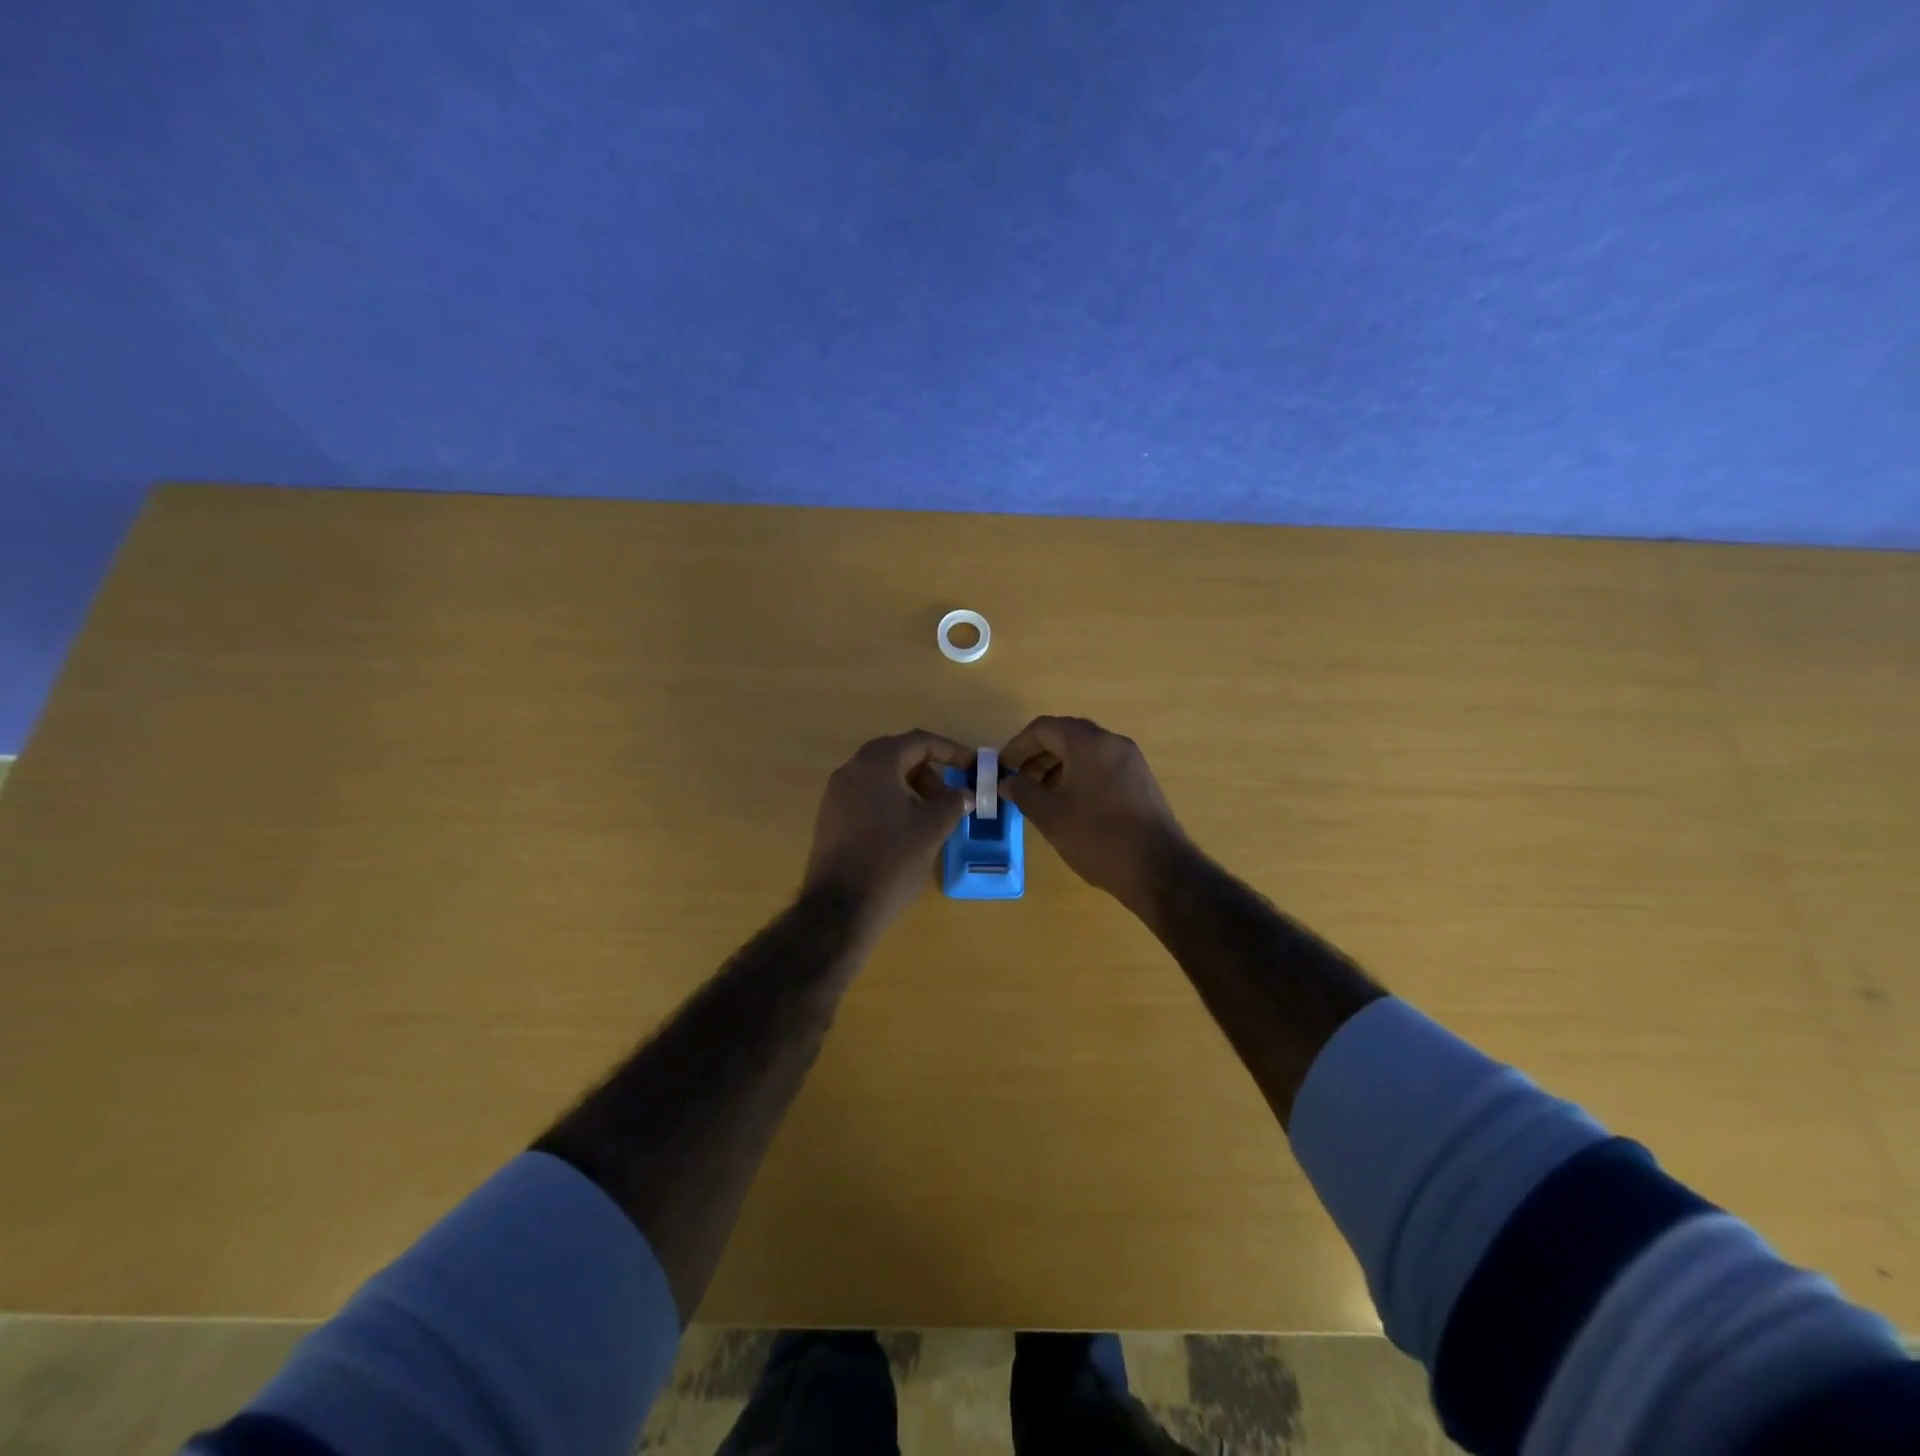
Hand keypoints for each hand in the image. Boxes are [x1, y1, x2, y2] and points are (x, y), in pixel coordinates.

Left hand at [803, 730, 973, 930]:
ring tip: (931, 818)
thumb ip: (954, 802)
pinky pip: (867, 797)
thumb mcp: (932, 828)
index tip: (973, 766)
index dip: (951, 750)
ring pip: (881, 778)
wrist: (840, 907)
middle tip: (951, 797)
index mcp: (875, 763)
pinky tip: (905, 831)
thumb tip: (965, 793)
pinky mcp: (830, 818)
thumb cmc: (891, 859)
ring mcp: (835, 794)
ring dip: (911, 789)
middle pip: (898, 756)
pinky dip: (891, 803)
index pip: (919, 742)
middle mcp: (851, 770)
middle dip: (929, 772)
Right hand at [1001, 715, 1187, 913]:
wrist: (1158, 869)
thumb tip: (1007, 782)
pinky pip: (1102, 765)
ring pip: (1085, 752)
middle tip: (1018, 781)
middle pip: (1066, 736)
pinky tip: (1069, 803)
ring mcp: (1131, 761)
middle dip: (1037, 755)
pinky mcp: (1140, 780)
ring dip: (1058, 766)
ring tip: (1040, 796)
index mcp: (1089, 743)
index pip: (1044, 728)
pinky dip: (1079, 775)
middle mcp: (1112, 742)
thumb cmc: (1098, 838)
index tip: (1002, 767)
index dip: (1018, 745)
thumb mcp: (1051, 816)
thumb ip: (1024, 792)